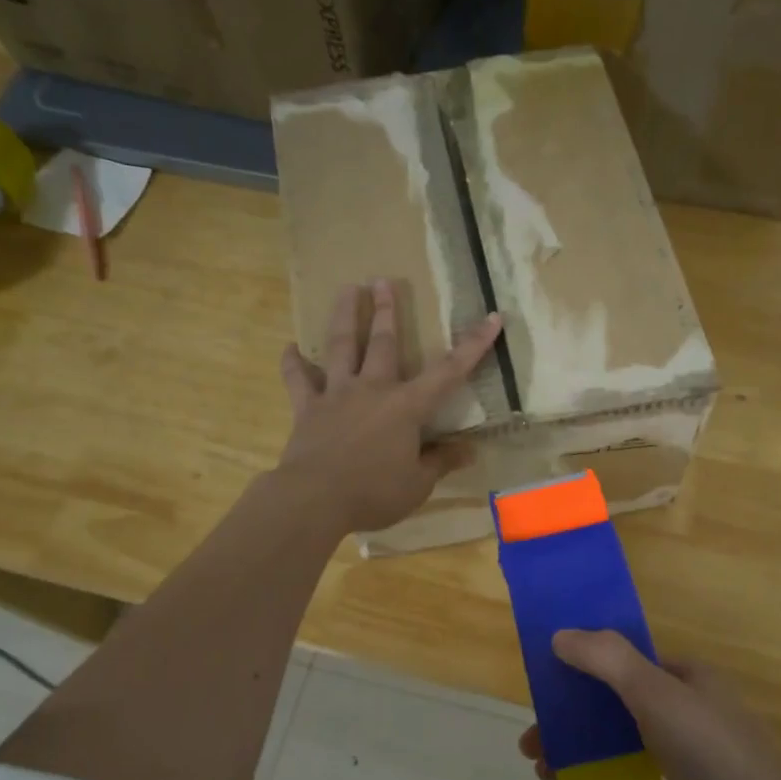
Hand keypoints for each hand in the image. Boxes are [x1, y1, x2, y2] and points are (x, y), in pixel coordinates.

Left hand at [276, 280, 501, 535]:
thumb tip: (469, 451)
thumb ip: (441, 462)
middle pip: (382, 343)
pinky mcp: (307, 409)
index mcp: (406, 407)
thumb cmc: (374, 493)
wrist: (315, 499)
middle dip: (387, 311)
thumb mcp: (417, 484)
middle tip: (384, 280)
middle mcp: (372, 390)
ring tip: (347, 288)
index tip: (492, 317)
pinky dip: (292, 363)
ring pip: (340, 347)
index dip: (473, 345)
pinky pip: (298, 380)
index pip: (448, 372)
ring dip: (345, 316)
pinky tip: (289, 347)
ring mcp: (336, 395)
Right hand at [517, 630, 780, 779]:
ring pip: (624, 730)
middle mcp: (688, 698)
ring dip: (583, 744)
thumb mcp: (655, 695)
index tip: (544, 693)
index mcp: (683, 671)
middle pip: (616, 696)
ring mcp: (693, 739)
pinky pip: (640, 759)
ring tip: (546, 773)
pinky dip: (609, 766)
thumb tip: (560, 634)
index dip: (580, 669)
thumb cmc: (710, 750)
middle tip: (534, 745)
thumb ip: (607, 659)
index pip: (621, 658)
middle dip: (572, 716)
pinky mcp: (695, 777)